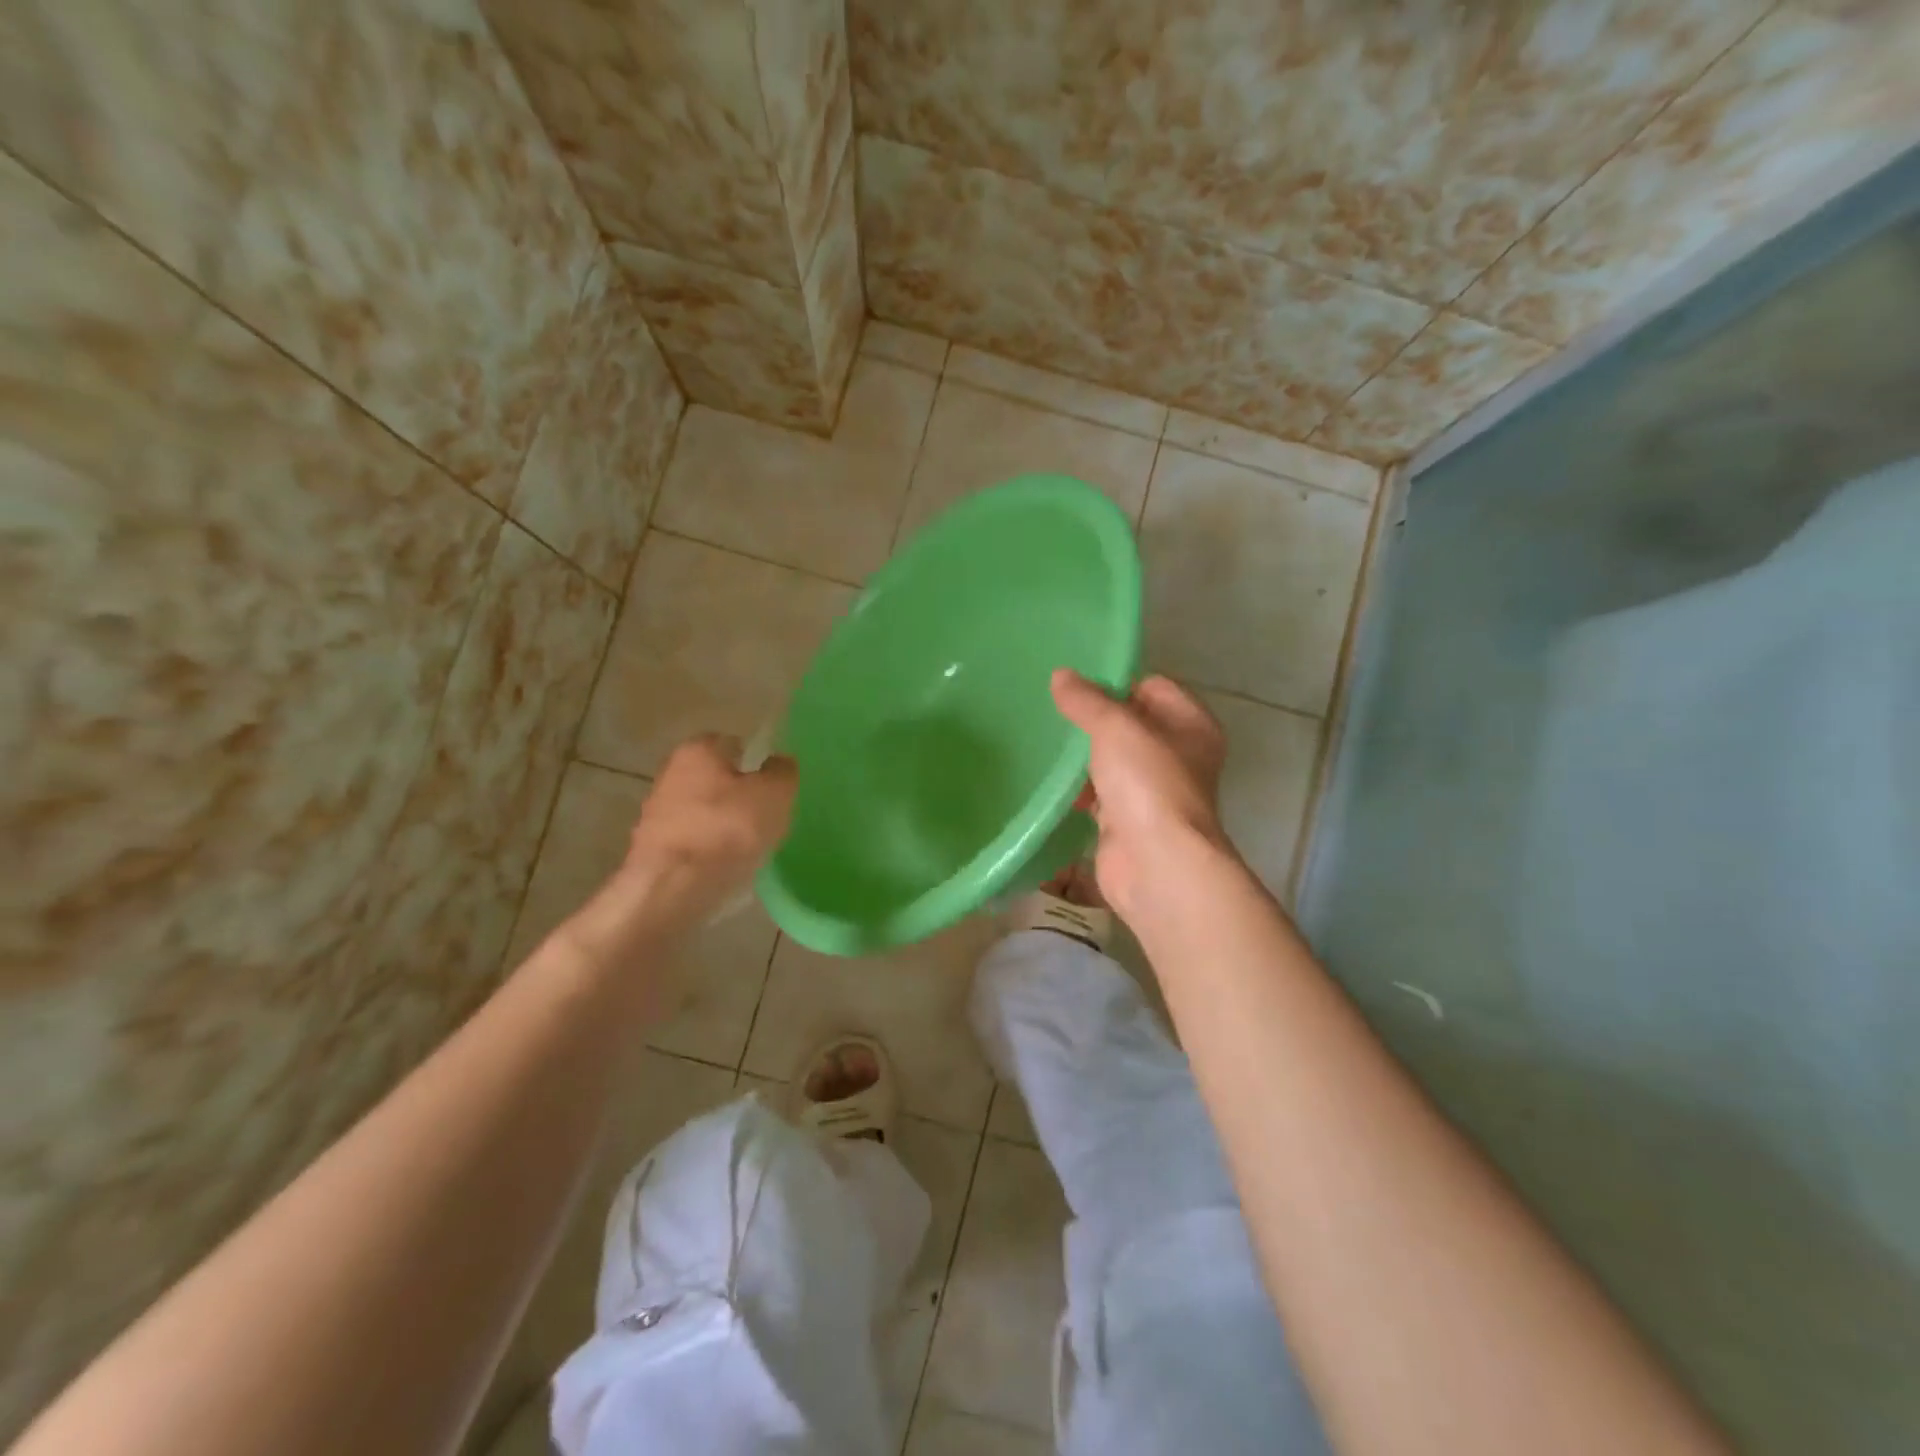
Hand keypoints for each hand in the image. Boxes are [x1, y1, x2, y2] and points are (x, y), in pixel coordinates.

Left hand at [623, 734, 797, 906]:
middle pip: (715, 778)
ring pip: (703, 811)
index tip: (773, 784)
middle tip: (766, 815)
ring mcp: (656, 814)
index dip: (756, 760)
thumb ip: (783, 772)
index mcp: (697, 750)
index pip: (733, 743)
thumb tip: (779, 763)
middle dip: (738, 793)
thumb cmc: (728, 829)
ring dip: (723, 824)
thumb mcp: (775, 794)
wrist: (674, 888)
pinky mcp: (653, 850)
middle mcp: (670, 774)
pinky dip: (709, 850)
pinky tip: (727, 867)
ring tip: (750, 846)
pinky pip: (693, 842)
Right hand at [1050, 669, 1233, 921]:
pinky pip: (1098, 794)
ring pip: (1112, 760)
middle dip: (1094, 718)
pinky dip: (1077, 789)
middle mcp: (1177, 755)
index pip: (1153, 686)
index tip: (1075, 682)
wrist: (1156, 865)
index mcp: (1190, 725)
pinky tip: (1049, 780)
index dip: (1117, 681)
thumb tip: (1060, 676)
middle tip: (1052, 707)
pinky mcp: (1127, 821)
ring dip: (1082, 755)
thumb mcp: (1115, 728)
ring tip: (1043, 738)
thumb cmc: (1148, 784)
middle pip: (1131, 724)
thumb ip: (1087, 700)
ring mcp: (1152, 791)